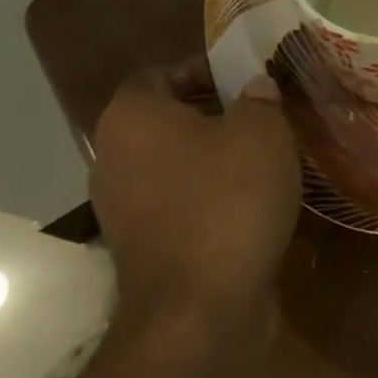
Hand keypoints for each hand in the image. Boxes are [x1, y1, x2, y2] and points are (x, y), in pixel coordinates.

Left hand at [90, 65, 301, 323]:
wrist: (199, 309)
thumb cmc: (228, 200)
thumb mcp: (262, 132)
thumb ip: (259, 99)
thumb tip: (255, 88)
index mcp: (132, 117)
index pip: (159, 73)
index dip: (202, 68)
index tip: (244, 78)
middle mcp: (113, 158)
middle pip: (165, 118)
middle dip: (213, 111)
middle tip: (262, 113)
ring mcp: (122, 208)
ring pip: (172, 162)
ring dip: (213, 155)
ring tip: (264, 154)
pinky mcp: (141, 247)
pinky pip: (177, 201)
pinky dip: (208, 194)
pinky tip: (251, 199)